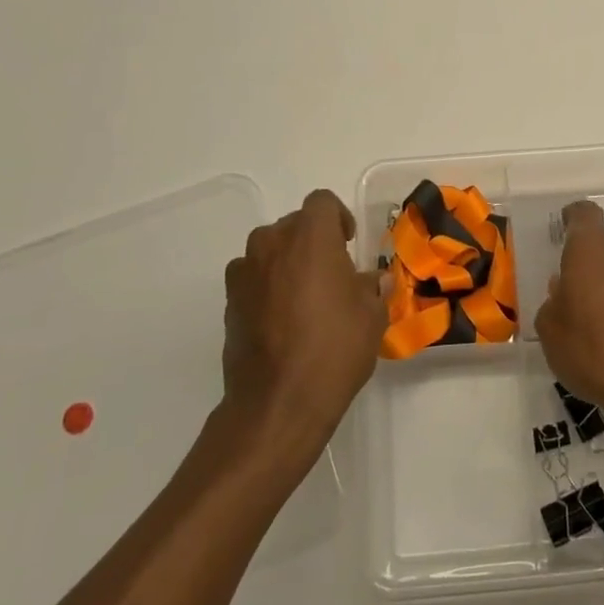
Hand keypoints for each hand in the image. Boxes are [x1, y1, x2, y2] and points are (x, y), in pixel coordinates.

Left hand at [222, 190, 387, 453]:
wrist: (278, 401)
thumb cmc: (335, 348)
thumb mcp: (372, 316)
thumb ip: (373, 288)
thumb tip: (375, 280)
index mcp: (310, 236)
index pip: (322, 202)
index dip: (338, 217)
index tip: (348, 243)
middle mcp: (272, 243)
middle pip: (293, 225)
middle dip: (313, 241)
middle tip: (332, 273)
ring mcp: (244, 272)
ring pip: (269, 251)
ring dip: (287, 262)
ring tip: (305, 297)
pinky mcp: (228, 302)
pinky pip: (252, 279)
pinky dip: (267, 287)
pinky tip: (282, 320)